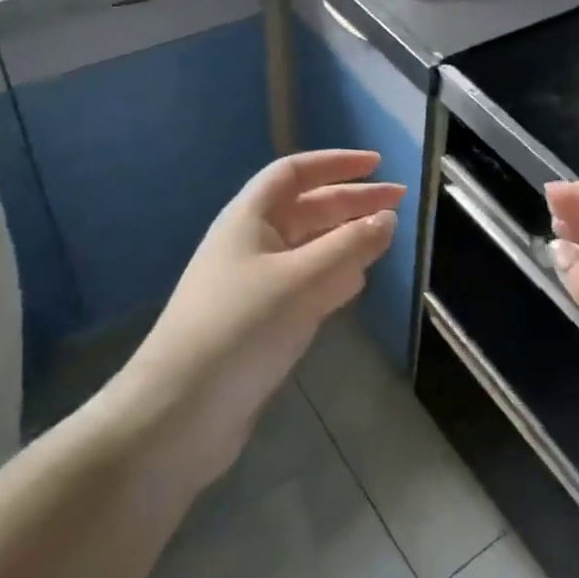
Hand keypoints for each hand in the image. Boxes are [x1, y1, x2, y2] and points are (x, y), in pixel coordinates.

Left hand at [113, 150, 403, 487]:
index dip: (336, 163)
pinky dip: (333, 276)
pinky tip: (356, 283)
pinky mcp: (260, 322)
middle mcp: (251, 243)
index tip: (378, 164)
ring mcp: (255, 284)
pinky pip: (305, 284)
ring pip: (309, 248)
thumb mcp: (302, 279)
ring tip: (385, 238)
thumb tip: (387, 218)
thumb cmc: (240, 328)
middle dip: (352, 203)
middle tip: (399, 204)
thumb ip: (350, 246)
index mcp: (250, 218)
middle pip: (308, 209)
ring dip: (345, 239)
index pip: (295, 173)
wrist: (179, 413)